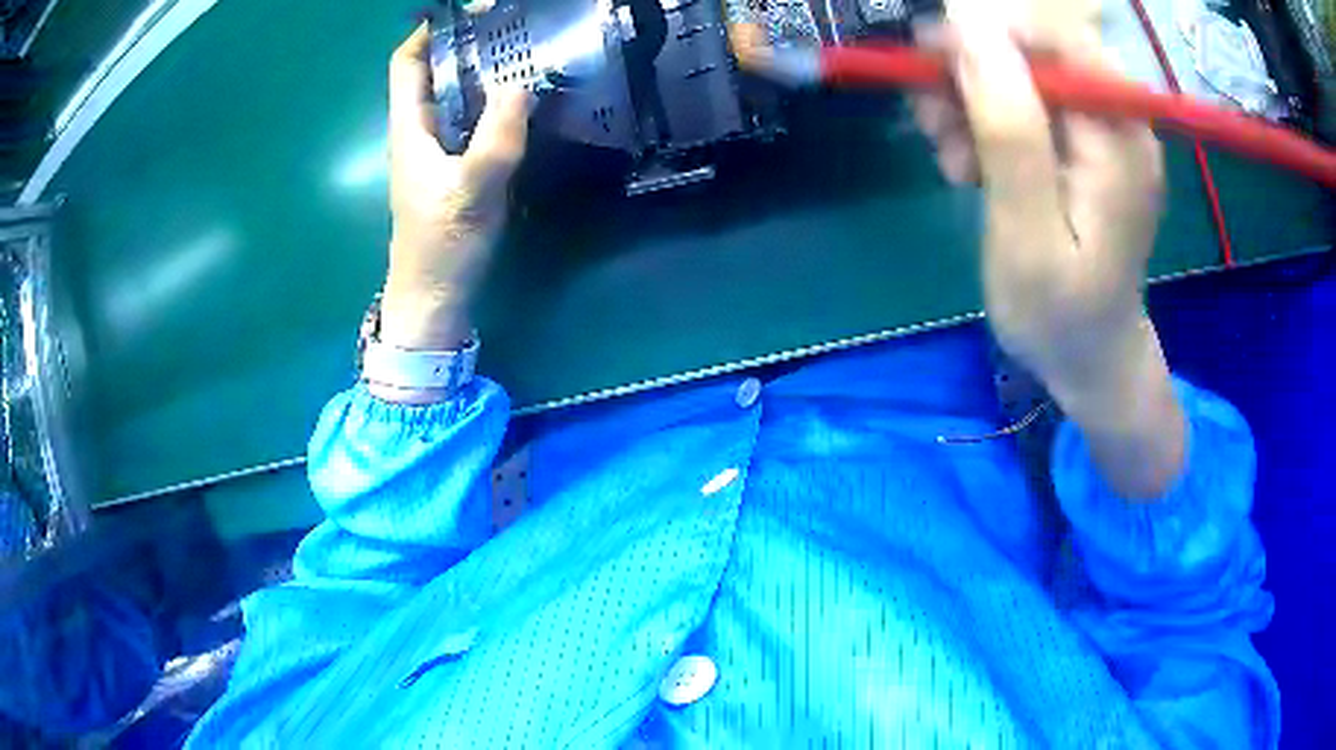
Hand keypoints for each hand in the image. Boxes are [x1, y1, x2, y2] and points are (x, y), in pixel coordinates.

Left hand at [381, 25, 531, 352]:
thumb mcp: (471, 192)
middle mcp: (419, 131)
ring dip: (482, 70)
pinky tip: (522, 100)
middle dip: (466, 44)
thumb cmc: (442, 246)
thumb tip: (519, 84)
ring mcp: (437, 150)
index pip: (407, 64)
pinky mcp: (454, 166)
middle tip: (511, 27)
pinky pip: (471, 119)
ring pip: (454, 94)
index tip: (468, 13)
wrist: (434, 298)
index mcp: (409, 128)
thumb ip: (495, 139)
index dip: (428, 33)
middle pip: (434, 72)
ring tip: (524, 52)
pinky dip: (492, 101)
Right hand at [917, 0, 1185, 498]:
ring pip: (1020, 73)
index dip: (989, 29)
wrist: (1090, 360)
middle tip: (929, 115)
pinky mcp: (1080, 146)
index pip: (1057, 37)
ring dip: (969, 98)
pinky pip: (1022, 104)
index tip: (928, 55)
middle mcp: (1116, 120)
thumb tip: (969, 29)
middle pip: (1035, 49)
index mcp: (1120, 139)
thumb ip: (1009, 132)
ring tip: (947, 154)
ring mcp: (1099, 132)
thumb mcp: (1027, 234)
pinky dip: (983, 121)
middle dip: (972, 69)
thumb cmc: (1061, 317)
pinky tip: (967, 163)